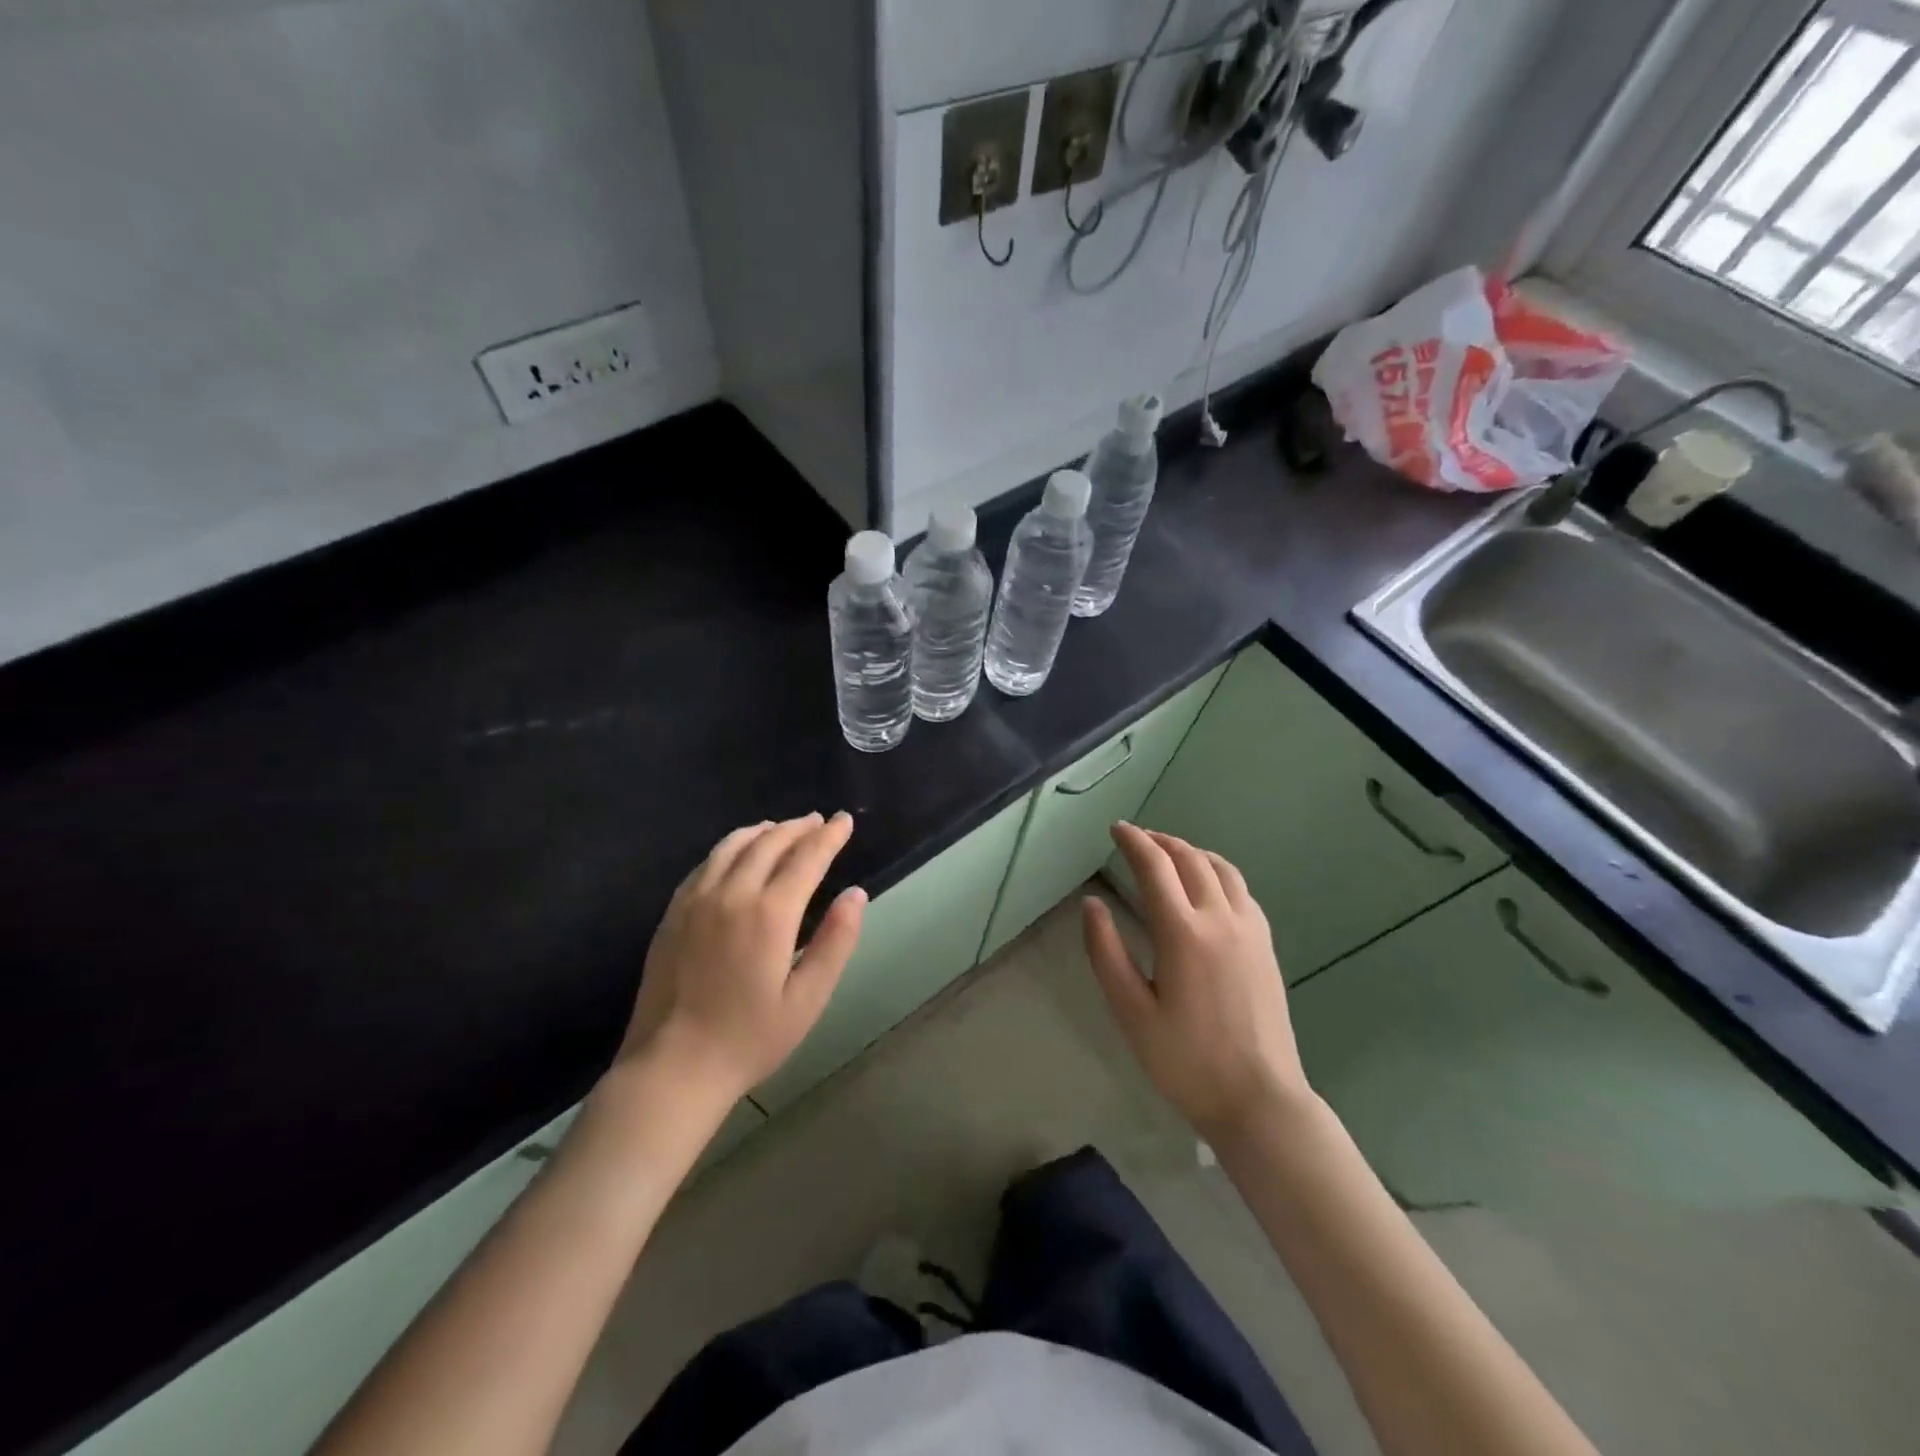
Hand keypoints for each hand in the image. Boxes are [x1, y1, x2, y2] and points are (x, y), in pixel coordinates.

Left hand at [619, 812, 865, 1100]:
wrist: (672, 1067)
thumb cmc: (749, 1038)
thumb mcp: (808, 998)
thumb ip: (836, 941)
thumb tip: (856, 894)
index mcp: (769, 913)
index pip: (806, 858)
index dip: (829, 836)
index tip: (845, 821)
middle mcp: (731, 894)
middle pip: (769, 843)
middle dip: (799, 828)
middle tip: (819, 822)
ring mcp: (695, 900)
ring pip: (732, 846)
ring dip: (763, 831)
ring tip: (781, 829)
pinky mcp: (672, 913)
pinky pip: (705, 864)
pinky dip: (730, 848)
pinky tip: (737, 855)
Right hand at [1083, 823, 1310, 1139]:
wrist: (1259, 1099)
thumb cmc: (1185, 1061)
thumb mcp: (1131, 1012)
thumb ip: (1107, 953)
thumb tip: (1093, 904)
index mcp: (1183, 933)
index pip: (1155, 867)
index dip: (1133, 842)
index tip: (1116, 829)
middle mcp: (1220, 919)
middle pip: (1190, 859)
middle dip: (1160, 841)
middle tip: (1137, 838)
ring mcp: (1250, 930)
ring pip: (1221, 869)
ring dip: (1191, 851)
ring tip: (1169, 853)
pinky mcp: (1266, 945)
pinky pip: (1241, 889)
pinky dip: (1217, 871)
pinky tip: (1207, 885)